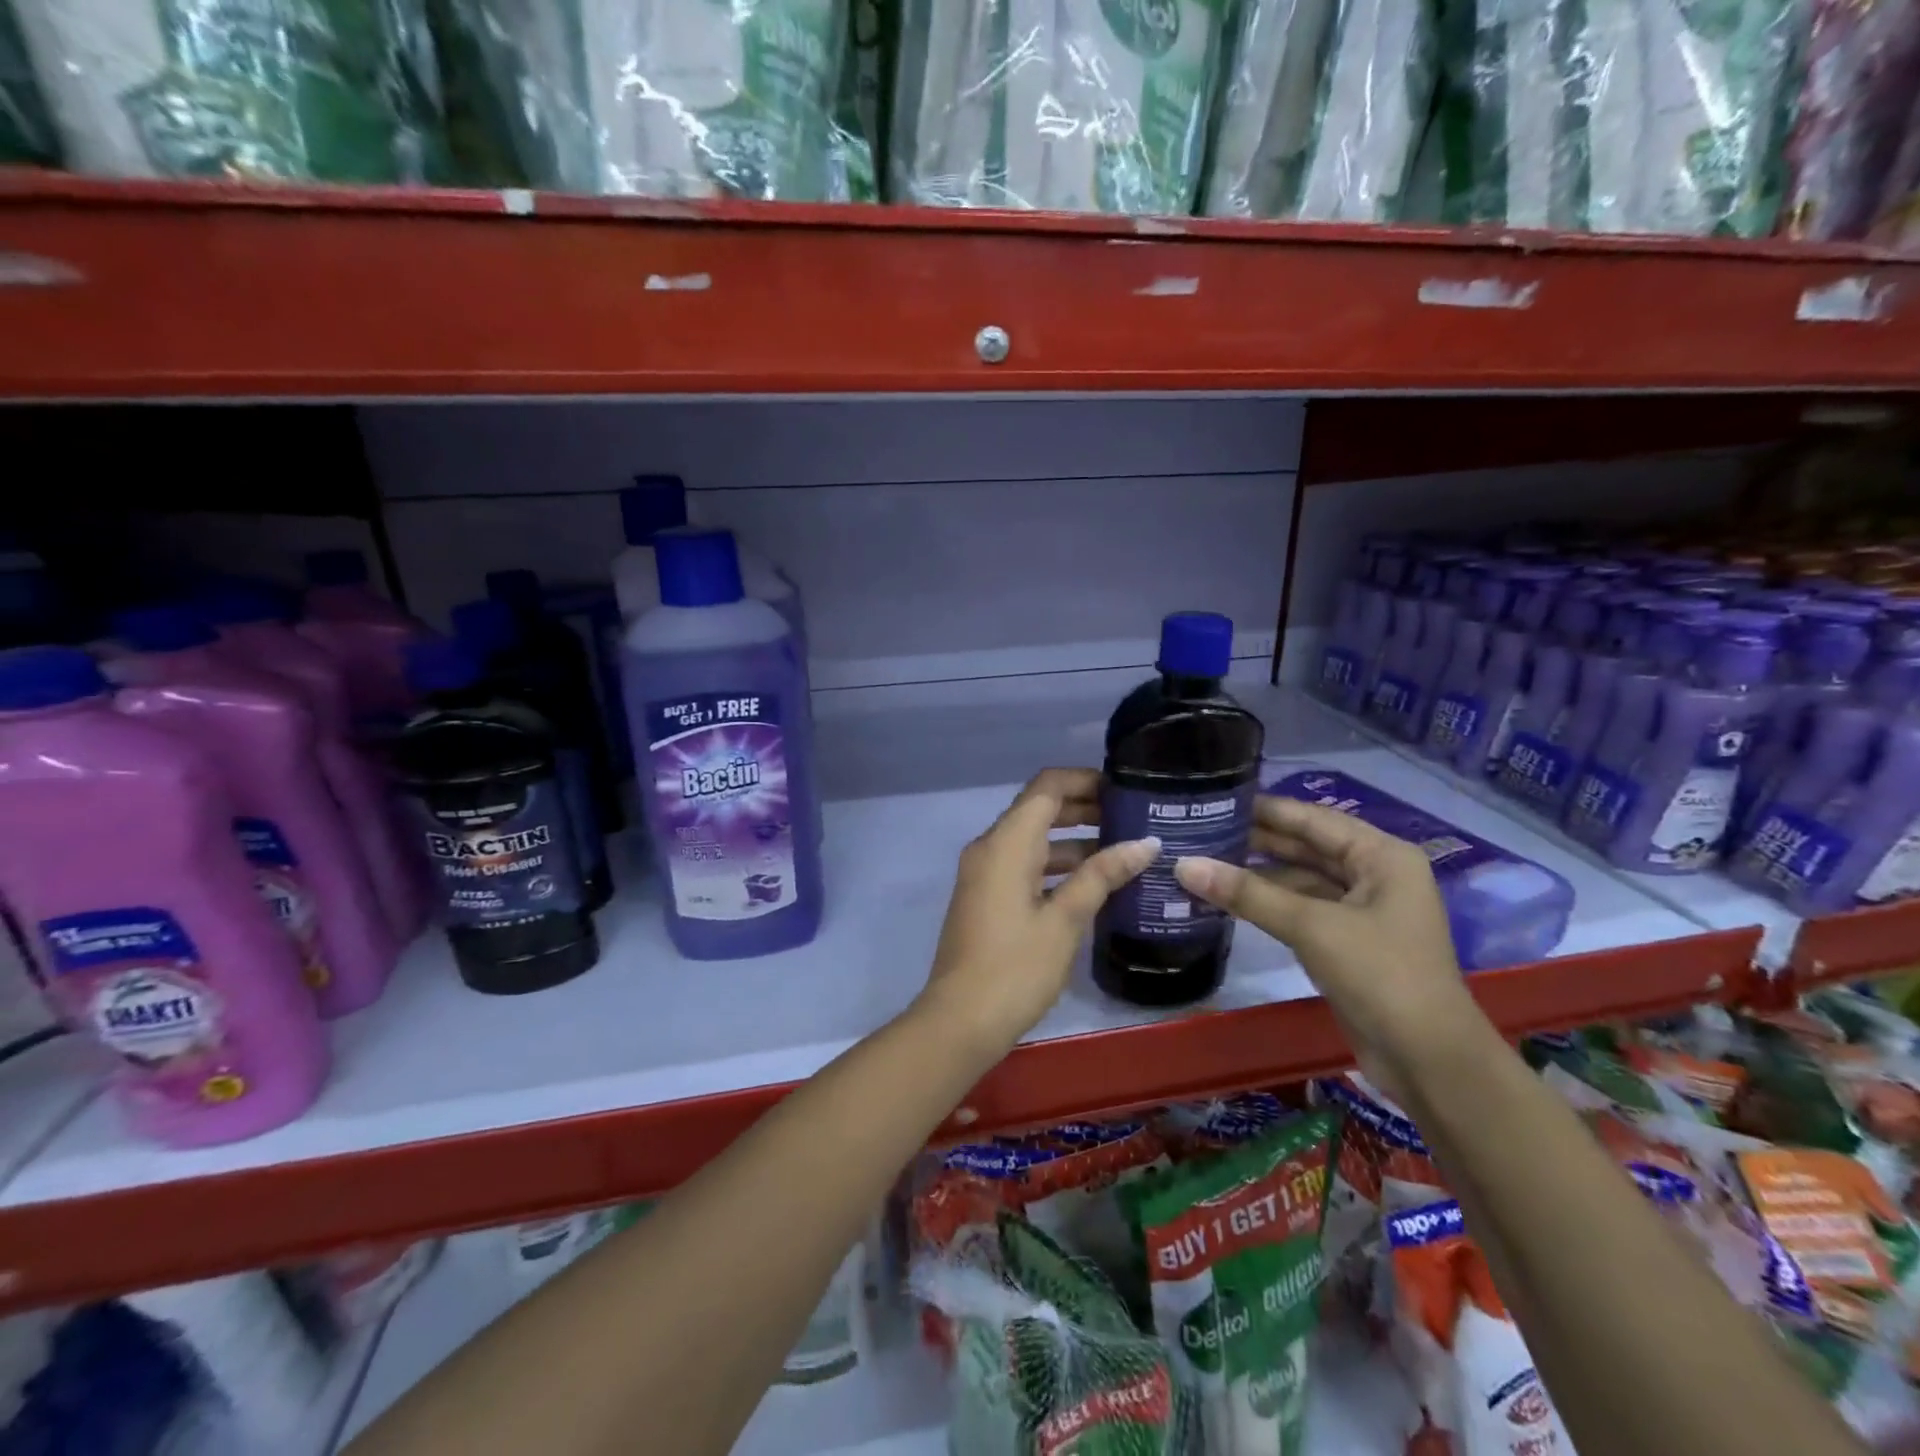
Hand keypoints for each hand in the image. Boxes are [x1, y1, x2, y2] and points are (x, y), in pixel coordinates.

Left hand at [917, 768, 1157, 1054]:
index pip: (1047, 786)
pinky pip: (1024, 865)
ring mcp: (985, 873)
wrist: (960, 1020)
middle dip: (1084, 809)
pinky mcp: (986, 897)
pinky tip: (1093, 884)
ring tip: (1124, 851)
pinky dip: (1056, 866)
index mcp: (1007, 842)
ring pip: (1033, 840)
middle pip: (1040, 809)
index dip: (1085, 780)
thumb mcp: (1065, 920)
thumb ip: (1102, 875)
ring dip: (1074, 840)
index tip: (1125, 790)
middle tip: (1133, 819)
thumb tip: (1145, 843)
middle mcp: (991, 847)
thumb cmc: (1016, 967)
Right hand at [1172, 796, 1482, 1096]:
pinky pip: (1302, 910)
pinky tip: (1229, 900)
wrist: (1430, 1062)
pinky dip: (1268, 904)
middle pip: (1307, 847)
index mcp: (1382, 856)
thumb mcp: (1311, 926)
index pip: (1313, 819)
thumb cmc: (1381, 974)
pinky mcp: (1348, 943)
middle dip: (1256, 841)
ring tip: (1204, 863)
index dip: (1265, 809)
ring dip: (1258, 875)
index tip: (1215, 799)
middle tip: (1199, 831)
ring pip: (1301, 880)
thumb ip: (1247, 893)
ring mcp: (1363, 911)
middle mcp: (1375, 875)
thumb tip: (1184, 865)